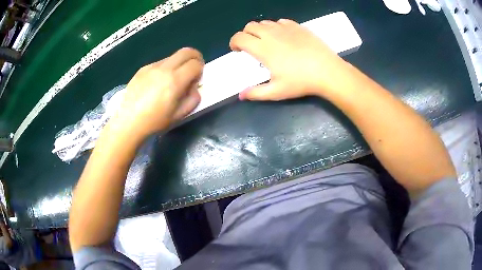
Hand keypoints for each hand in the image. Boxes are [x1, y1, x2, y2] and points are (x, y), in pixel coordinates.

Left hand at [111, 48, 203, 140]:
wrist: (129, 122)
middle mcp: (164, 69)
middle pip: (186, 51)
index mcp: (175, 81)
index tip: (197, 79)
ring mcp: (151, 67)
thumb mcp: (179, 115)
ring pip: (172, 57)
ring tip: (172, 80)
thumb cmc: (155, 121)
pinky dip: (165, 68)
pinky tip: (157, 83)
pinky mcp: (142, 69)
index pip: (195, 64)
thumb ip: (193, 98)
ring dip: (178, 63)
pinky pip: (159, 63)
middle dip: (195, 57)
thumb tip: (193, 86)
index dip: (201, 69)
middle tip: (193, 68)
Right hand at [230, 19, 349, 100]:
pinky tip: (283, 37)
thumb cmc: (301, 82)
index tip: (237, 50)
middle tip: (251, 46)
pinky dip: (276, 27)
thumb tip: (241, 95)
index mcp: (263, 48)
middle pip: (250, 26)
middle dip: (245, 34)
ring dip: (260, 30)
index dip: (234, 42)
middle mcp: (271, 34)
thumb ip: (256, 92)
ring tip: (267, 41)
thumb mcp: (277, 91)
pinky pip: (281, 22)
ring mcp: (285, 28)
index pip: (239, 37)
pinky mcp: (298, 26)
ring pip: (265, 22)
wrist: (327, 71)